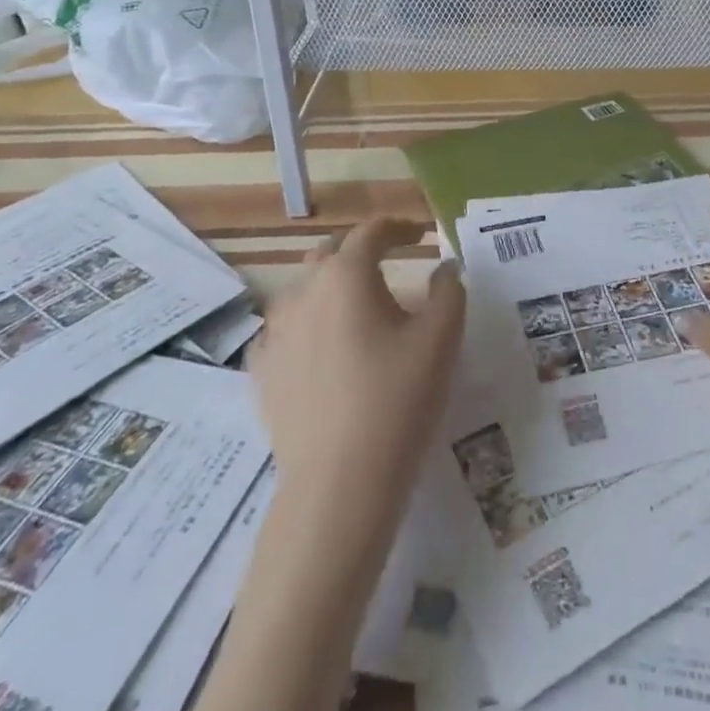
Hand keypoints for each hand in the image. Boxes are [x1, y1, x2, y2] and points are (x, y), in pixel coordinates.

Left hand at [250, 219, 464, 523]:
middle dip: (360, 252)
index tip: (419, 234)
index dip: (398, 227)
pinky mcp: (261, 370)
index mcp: (347, 275)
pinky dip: (306, 325)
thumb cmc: (398, 398)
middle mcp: (303, 291)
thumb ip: (449, 290)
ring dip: (331, 287)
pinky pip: (284, 330)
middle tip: (388, 264)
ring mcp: (274, 331)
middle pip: (331, 254)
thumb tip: (445, 267)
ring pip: (304, 290)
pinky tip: (321, 347)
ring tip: (356, 309)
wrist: (338, 482)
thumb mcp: (442, 338)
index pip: (372, 232)